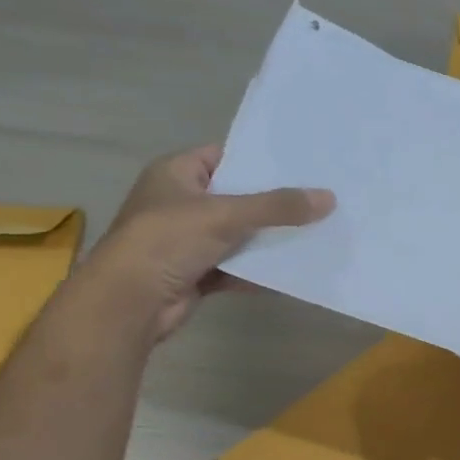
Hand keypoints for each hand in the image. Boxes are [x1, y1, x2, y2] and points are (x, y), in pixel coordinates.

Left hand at [88, 146, 333, 340]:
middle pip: (236, 197)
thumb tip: (329, 198)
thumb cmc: (167, 241)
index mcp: (176, 174)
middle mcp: (180, 203)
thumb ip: (278, 207)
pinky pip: (234, 267)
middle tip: (317, 199)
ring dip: (268, 239)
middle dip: (273, 203)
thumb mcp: (226, 215)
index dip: (259, 160)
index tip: (300, 165)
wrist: (130, 302)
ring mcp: (187, 240)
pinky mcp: (195, 273)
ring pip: (237, 235)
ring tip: (314, 233)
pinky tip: (290, 272)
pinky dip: (257, 271)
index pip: (224, 156)